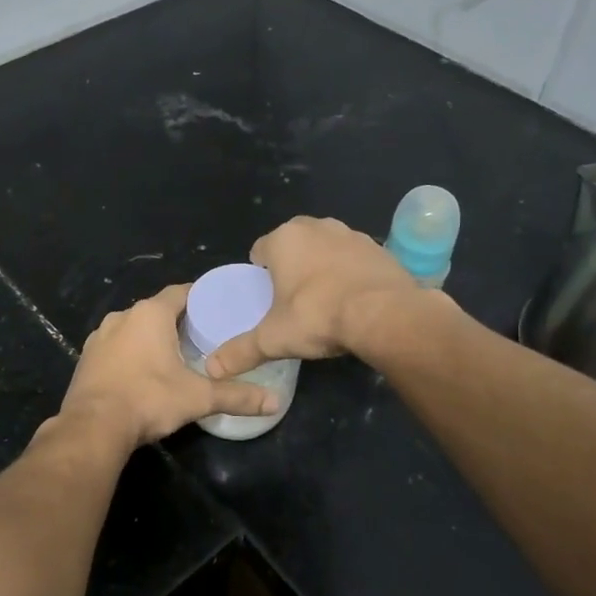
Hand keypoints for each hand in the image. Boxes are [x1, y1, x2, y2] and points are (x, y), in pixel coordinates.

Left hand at [55, 284, 277, 448]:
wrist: (92, 428)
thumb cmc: (148, 399)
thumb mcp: (198, 398)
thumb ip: (237, 397)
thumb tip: (275, 404)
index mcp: (150, 314)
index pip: (181, 292)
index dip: (201, 298)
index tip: (219, 309)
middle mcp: (122, 316)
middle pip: (157, 310)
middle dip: (178, 321)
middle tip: (203, 337)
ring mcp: (99, 337)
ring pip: (133, 328)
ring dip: (151, 338)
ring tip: (174, 356)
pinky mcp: (86, 358)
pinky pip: (115, 347)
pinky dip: (130, 354)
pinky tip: (142, 373)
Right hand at [205, 216, 418, 377]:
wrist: (384, 314)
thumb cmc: (318, 316)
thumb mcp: (273, 339)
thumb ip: (240, 351)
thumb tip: (210, 369)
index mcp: (284, 239)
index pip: (260, 250)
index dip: (260, 274)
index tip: (267, 298)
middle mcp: (315, 226)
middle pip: (293, 244)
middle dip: (292, 266)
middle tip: (294, 300)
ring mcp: (350, 233)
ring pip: (325, 248)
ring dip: (322, 266)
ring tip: (325, 300)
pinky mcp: (378, 247)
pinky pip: (354, 258)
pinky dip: (351, 272)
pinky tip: (354, 299)